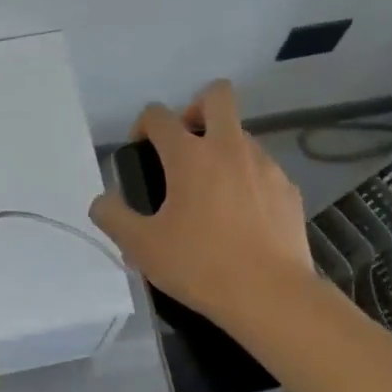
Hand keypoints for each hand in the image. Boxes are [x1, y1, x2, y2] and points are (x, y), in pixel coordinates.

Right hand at [90, 81, 315, 325]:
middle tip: (185, 147)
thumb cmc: (200, 266)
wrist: (271, 296)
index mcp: (189, 156)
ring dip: (222, 148)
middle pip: (217, 96)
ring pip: (242, 134)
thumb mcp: (141, 247)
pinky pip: (263, 169)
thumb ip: (113, 217)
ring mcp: (265, 166)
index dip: (143, 124)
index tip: (141, 150)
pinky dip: (248, 180)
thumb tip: (102, 201)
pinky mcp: (289, 189)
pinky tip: (242, 218)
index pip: (158, 114)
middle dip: (196, 108)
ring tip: (212, 193)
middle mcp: (230, 148)